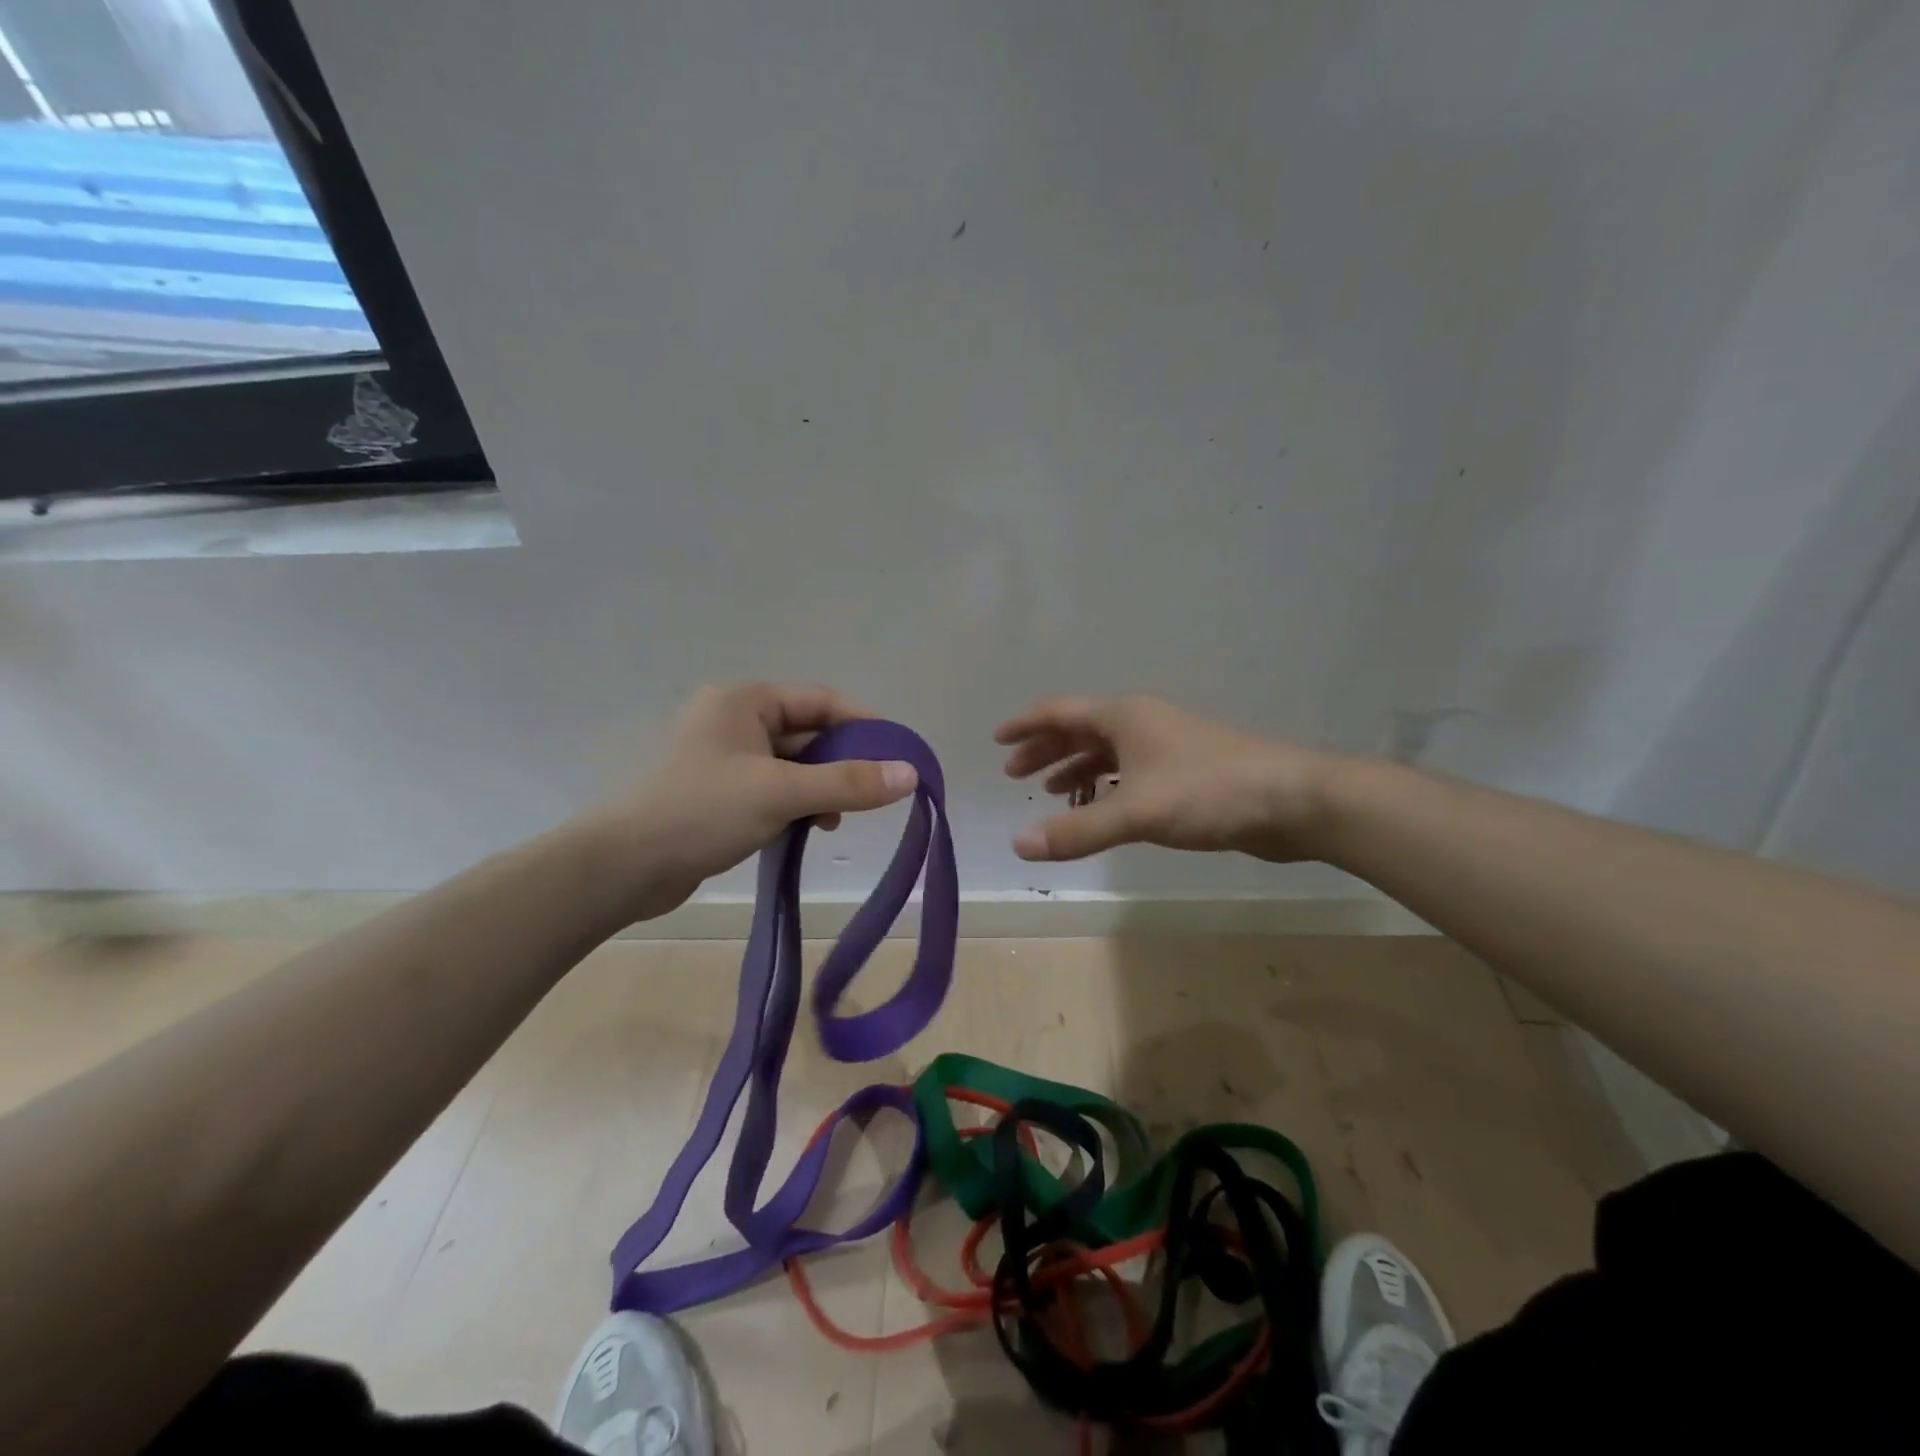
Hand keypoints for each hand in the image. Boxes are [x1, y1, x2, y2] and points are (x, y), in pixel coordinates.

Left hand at [594, 683, 917, 920]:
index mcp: (744, 701)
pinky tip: (808, 829)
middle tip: (873, 793)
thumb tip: (911, 774)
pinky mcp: (719, 793)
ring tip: (835, 821)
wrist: (625, 867)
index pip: (820, 700)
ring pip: (792, 765)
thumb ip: (848, 782)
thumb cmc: (703, 812)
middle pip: (807, 733)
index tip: (899, 752)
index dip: (863, 724)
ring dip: (820, 789)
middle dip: (841, 763)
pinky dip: (796, 804)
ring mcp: (724, 758)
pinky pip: (773, 788)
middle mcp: (734, 720)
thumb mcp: (782, 793)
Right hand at [996, 694, 1334, 862]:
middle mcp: (1141, 723)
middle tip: (1015, 773)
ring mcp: (1166, 747)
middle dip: (1046, 750)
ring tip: (1050, 791)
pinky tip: (1100, 807)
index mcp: (1124, 716)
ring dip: (1075, 769)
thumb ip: (1077, 830)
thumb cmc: (1207, 791)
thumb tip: (1018, 845)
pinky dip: (1105, 787)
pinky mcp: (1185, 773)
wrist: (1291, 800)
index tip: (998, 739)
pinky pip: (1129, 773)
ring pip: (1107, 753)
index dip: (1027, 725)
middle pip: (1081, 730)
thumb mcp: (1136, 811)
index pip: (1061, 712)